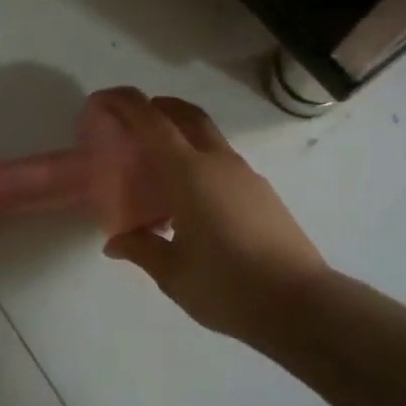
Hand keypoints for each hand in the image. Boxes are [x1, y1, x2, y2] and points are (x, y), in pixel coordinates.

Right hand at [96, 89, 328, 345]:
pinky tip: (192, 201)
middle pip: (185, 114)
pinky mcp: (262, 192)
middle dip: (156, 106)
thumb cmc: (229, 286)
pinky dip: (199, 160)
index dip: (124, 102)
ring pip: (207, 136)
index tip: (102, 100)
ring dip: (180, 134)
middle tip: (131, 122)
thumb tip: (115, 243)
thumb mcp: (174, 274)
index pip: (151, 121)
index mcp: (189, 173)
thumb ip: (141, 249)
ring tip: (159, 168)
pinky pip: (221, 161)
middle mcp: (217, 162)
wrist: (303, 305)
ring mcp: (245, 174)